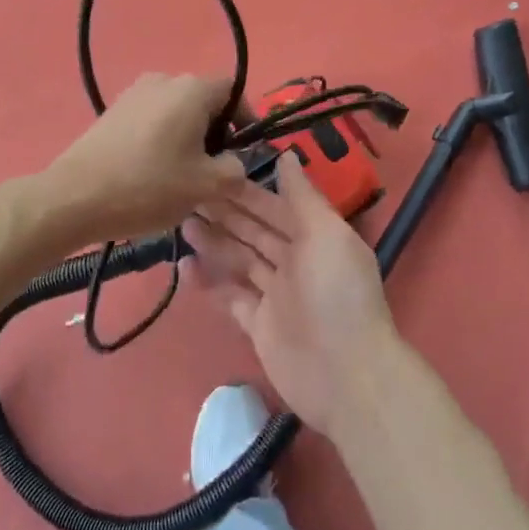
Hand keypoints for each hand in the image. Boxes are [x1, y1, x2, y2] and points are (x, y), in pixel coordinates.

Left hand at [40, 73, 246, 245]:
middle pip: (203, 101)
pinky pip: (150, 120)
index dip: (244, 119)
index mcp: (192, 89)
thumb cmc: (149, 186)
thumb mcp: (207, 186)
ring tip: (180, 177)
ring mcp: (133, 94)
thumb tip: (233, 162)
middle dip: (214, 133)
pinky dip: (160, 141)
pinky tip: (150, 174)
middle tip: (212, 171)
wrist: (74, 197)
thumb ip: (235, 170)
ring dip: (186, 139)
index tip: (241, 152)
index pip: (233, 91)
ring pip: (176, 112)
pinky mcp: (112, 112)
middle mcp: (163, 80)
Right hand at [180, 152, 400, 435]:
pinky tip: (185, 266)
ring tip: (182, 223)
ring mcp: (276, 295)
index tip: (213, 171)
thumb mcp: (326, 234)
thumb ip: (303, 196)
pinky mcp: (258, 325)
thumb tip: (287, 154)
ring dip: (213, 242)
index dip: (245, 190)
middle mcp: (295, 261)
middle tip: (186, 193)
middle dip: (224, 213)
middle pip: (254, 231)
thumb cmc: (337, 294)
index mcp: (315, 237)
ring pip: (239, 260)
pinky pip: (230, 296)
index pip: (275, 206)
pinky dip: (210, 282)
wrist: (346, 375)